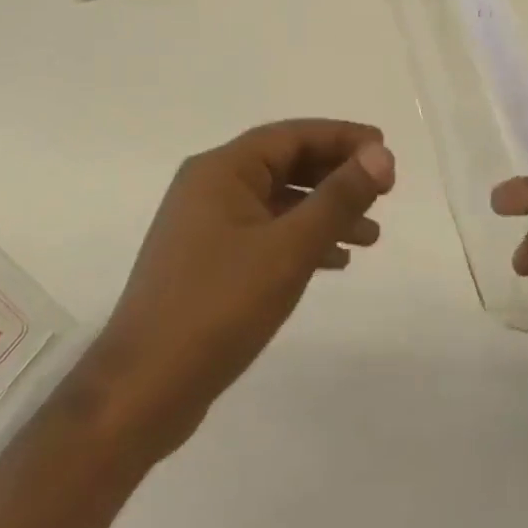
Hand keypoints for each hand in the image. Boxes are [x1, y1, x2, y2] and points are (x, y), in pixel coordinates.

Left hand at [84, 120, 394, 455]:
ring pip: (278, 202)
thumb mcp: (290, 248)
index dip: (343, 138)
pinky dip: (301, 240)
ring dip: (324, 212)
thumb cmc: (218, 307)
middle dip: (337, 176)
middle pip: (286, 164)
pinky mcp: (207, 262)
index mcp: (222, 169)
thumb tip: (381, 155)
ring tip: (371, 236)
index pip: (293, 135)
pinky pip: (265, 233)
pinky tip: (334, 261)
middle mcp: (210, 187)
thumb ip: (339, 197)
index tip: (385, 151)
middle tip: (383, 192)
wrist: (142, 392)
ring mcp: (204, 226)